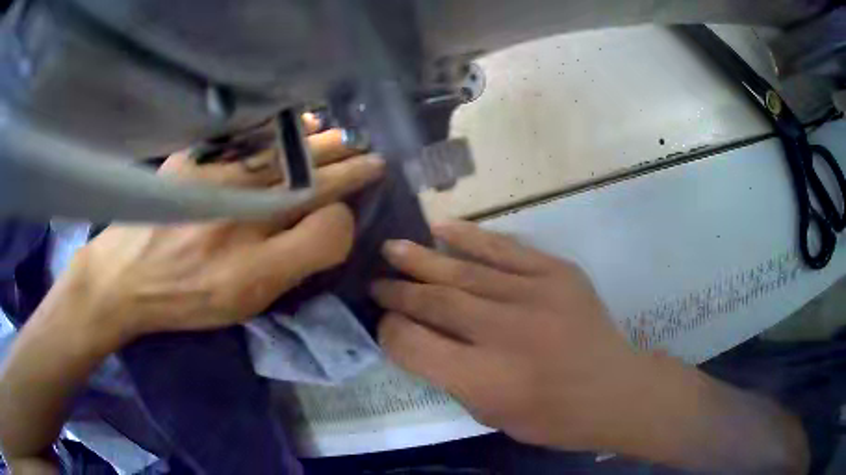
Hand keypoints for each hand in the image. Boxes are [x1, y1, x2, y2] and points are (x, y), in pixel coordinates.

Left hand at [66, 118, 383, 347]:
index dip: (348, 213)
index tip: (359, 202)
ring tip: (345, 136)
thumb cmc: (186, 297)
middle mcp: (243, 211)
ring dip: (320, 144)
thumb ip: (294, 264)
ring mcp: (217, 179)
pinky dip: (279, 129)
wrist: (124, 278)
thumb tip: (329, 225)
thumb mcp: (244, 301)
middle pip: (308, 180)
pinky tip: (298, 124)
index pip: (325, 224)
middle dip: (346, 166)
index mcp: (257, 257)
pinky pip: (246, 138)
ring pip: (283, 155)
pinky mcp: (194, 160)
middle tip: (372, 154)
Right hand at [373, 222, 809, 473]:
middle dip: (399, 291)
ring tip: (392, 248)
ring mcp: (536, 297)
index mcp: (486, 380)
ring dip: (422, 260)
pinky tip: (441, 229)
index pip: (415, 346)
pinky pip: (505, 249)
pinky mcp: (558, 273)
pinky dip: (470, 238)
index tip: (382, 321)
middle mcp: (506, 335)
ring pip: (464, 273)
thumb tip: (418, 338)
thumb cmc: (552, 417)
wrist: (614, 390)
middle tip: (376, 280)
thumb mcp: (491, 415)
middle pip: (436, 303)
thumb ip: (451, 377)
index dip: (391, 331)